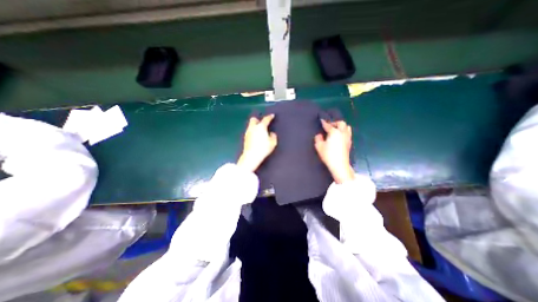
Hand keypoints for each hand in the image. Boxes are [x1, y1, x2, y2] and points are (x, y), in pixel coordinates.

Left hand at [237, 114, 276, 171]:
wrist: (251, 156)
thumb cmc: (263, 148)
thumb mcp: (272, 143)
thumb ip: (273, 136)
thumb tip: (271, 133)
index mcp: (261, 127)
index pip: (266, 119)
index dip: (270, 117)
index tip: (272, 115)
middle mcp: (253, 128)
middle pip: (253, 119)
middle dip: (258, 120)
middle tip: (262, 124)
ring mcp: (248, 132)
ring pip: (250, 126)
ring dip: (255, 126)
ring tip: (259, 131)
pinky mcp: (245, 138)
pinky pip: (249, 132)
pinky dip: (252, 132)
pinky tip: (255, 137)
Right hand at [314, 119, 355, 182]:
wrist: (339, 165)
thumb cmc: (328, 155)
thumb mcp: (319, 146)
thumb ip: (318, 138)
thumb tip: (320, 135)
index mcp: (334, 132)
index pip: (328, 125)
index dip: (324, 122)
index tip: (321, 119)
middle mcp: (342, 133)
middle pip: (341, 123)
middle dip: (335, 122)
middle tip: (329, 126)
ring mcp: (347, 138)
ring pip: (347, 127)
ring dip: (341, 126)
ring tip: (336, 130)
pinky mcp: (349, 143)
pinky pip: (348, 133)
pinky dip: (344, 132)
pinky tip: (340, 136)